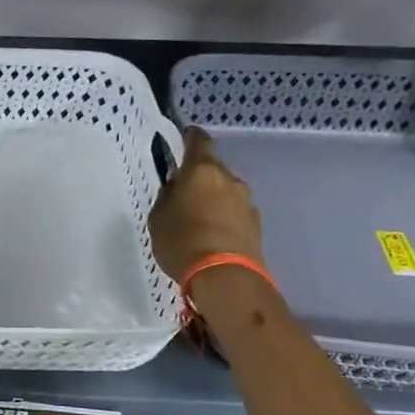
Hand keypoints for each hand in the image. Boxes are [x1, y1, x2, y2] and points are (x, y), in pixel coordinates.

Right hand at [149, 127, 263, 281]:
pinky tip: (211, 234)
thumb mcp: (158, 218)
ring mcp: (246, 202)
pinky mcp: (256, 224)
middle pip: (212, 169)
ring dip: (212, 199)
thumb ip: (167, 197)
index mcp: (201, 170)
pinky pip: (234, 212)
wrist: (224, 276)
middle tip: (182, 193)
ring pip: (225, 191)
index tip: (184, 137)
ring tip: (197, 219)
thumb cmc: (182, 240)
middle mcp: (228, 179)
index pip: (199, 141)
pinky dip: (223, 217)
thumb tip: (177, 187)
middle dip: (199, 177)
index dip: (191, 137)